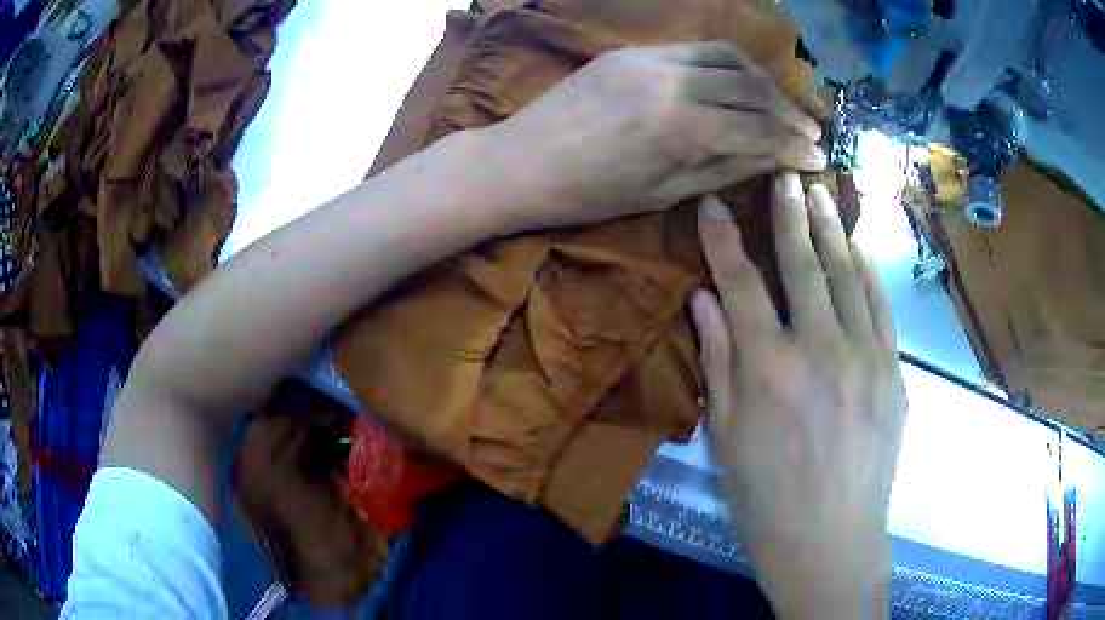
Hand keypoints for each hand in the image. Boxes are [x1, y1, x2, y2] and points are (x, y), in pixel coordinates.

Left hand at [483, 41, 826, 229]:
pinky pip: (696, 49)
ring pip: (730, 59)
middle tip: (811, 132)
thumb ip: (725, 167)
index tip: (820, 158)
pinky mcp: (635, 51)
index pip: (760, 132)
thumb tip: (774, 157)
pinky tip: (739, 81)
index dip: (795, 147)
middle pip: (753, 90)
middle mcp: (675, 82)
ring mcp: (653, 59)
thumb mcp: (665, 193)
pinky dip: (728, 64)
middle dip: (790, 113)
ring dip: (764, 82)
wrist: (522, 162)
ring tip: (781, 106)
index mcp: (683, 129)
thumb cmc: (590, 195)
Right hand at [690, 172, 905, 617]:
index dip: (724, 239)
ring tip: (821, 194)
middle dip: (789, 214)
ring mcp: (866, 358)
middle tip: (785, 174)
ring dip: (833, 230)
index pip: (741, 283)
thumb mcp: (728, 436)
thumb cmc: (767, 500)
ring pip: (848, 276)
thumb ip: (720, 359)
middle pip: (803, 264)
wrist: (831, 542)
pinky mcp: (893, 372)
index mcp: (769, 370)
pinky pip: (881, 307)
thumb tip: (703, 299)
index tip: (715, 203)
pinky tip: (858, 248)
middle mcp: (820, 350)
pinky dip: (868, 271)